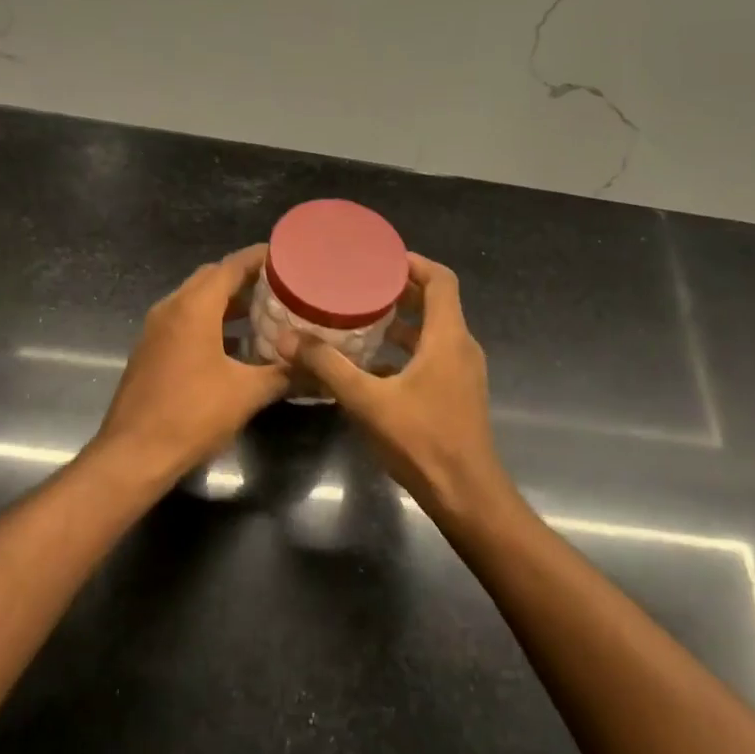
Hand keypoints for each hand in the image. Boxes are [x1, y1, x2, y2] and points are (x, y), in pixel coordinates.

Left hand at [93, 245, 290, 480]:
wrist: (133, 455)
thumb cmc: (192, 415)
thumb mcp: (247, 394)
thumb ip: (284, 374)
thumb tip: (318, 369)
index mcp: (194, 308)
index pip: (230, 266)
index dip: (260, 258)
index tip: (287, 256)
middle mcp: (171, 309)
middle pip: (211, 279)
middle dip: (245, 279)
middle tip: (280, 286)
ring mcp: (156, 330)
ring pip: (196, 301)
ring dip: (228, 303)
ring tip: (265, 313)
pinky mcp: (151, 351)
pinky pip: (185, 322)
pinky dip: (211, 323)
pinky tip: (237, 346)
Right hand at [295, 254, 517, 521]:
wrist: (466, 494)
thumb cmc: (423, 441)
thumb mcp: (368, 401)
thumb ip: (328, 367)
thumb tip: (288, 339)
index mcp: (447, 337)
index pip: (440, 280)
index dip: (413, 263)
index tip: (379, 259)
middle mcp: (461, 347)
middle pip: (436, 303)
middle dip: (399, 291)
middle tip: (359, 286)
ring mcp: (462, 372)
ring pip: (432, 332)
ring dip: (401, 323)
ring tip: (359, 319)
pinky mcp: (457, 393)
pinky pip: (432, 356)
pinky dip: (406, 350)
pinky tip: (371, 365)